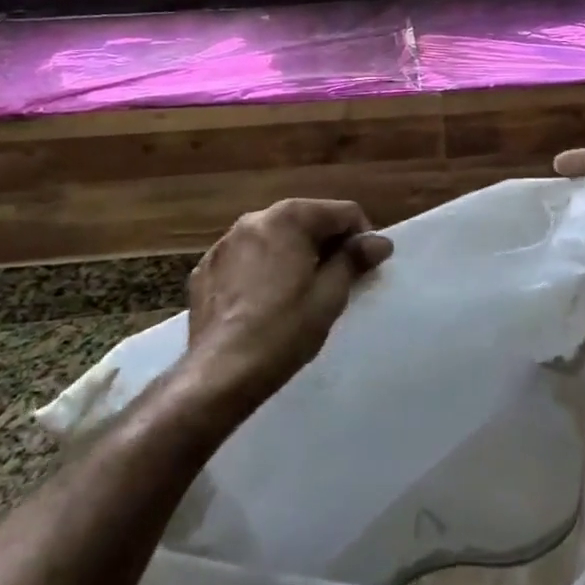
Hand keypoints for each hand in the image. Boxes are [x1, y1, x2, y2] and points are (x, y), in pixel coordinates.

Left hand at [183, 198, 392, 413]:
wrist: (221, 372)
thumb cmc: (285, 330)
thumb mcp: (330, 295)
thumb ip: (354, 259)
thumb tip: (379, 241)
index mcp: (289, 218)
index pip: (343, 212)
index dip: (362, 237)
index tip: (367, 267)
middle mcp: (254, 219)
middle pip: (306, 220)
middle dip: (326, 243)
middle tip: (338, 280)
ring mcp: (224, 243)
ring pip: (273, 238)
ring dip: (293, 254)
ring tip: (301, 291)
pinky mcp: (205, 269)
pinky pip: (245, 258)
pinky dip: (262, 269)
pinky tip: (265, 301)